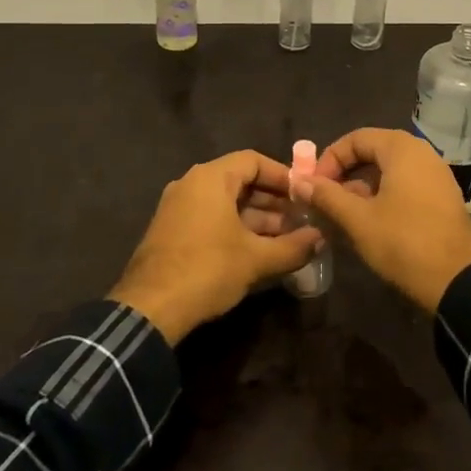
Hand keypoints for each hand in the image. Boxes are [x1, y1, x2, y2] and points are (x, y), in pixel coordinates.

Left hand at [109, 150, 322, 342]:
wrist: (149, 310)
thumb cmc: (207, 270)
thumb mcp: (256, 259)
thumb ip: (293, 246)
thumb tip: (321, 239)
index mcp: (210, 178)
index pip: (253, 160)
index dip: (282, 175)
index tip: (305, 193)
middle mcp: (191, 184)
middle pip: (240, 181)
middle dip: (273, 201)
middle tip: (301, 219)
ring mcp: (178, 208)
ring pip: (226, 203)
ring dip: (257, 219)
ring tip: (287, 238)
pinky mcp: (172, 232)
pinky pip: (211, 219)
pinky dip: (236, 229)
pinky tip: (259, 251)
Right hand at [299, 128, 470, 313]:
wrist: (459, 281)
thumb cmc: (404, 242)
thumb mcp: (358, 220)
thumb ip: (327, 196)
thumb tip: (298, 181)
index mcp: (402, 149)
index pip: (356, 138)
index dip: (329, 159)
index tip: (313, 186)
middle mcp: (422, 153)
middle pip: (374, 151)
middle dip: (345, 172)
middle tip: (324, 197)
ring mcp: (436, 175)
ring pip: (390, 170)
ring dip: (363, 186)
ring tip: (342, 212)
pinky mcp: (443, 197)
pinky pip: (406, 184)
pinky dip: (384, 195)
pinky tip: (370, 221)